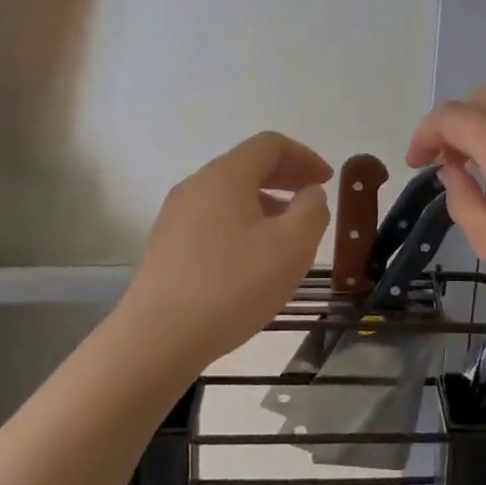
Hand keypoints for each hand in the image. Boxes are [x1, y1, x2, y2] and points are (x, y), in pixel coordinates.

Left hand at [120, 132, 331, 371]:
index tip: (327, 181)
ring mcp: (176, 217)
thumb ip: (311, 211)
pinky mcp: (167, 247)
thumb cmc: (232, 286)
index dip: (304, 156)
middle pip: (246, 166)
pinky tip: (253, 259)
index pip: (269, 145)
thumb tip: (309, 194)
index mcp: (225, 176)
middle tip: (313, 199)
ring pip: (229, 195)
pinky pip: (213, 220)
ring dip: (265, 203)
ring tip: (287, 234)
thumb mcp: (291, 247)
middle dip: (285, 177)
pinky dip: (242, 224)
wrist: (158, 339)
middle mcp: (195, 186)